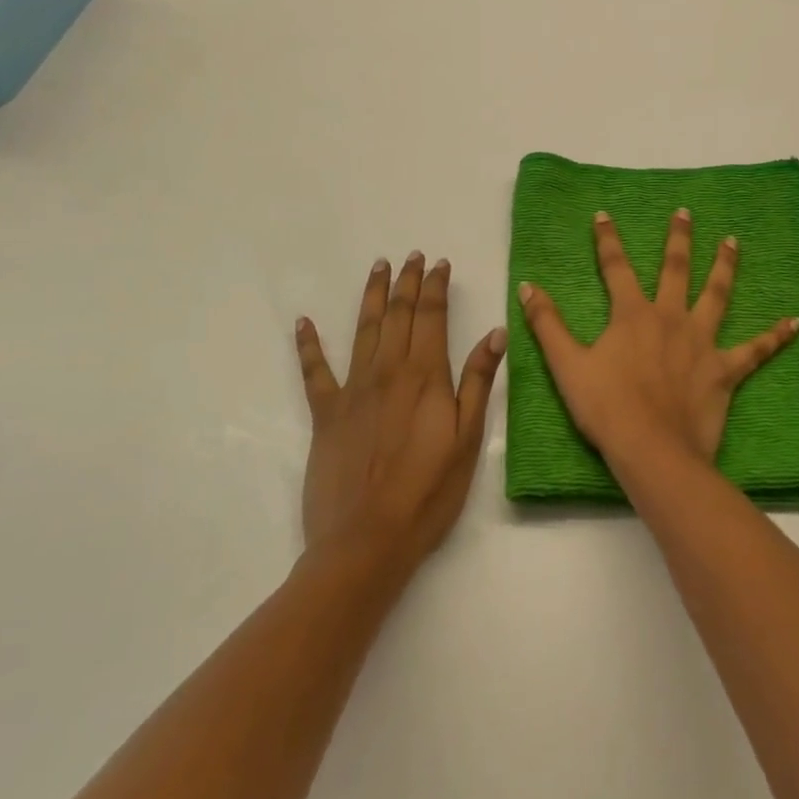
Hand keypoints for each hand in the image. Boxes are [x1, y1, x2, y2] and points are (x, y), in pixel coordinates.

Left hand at [295, 253, 505, 570]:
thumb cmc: (427, 493)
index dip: (436, 286)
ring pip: (363, 329)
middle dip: (406, 281)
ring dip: (371, 295)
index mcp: (425, 375)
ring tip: (378, 267)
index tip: (439, 263)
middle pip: (398, 314)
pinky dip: (308, 345)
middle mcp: (388, 371)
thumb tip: (495, 332)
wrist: (365, 543)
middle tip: (411, 256)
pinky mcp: (325, 413)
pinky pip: (314, 371)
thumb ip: (478, 381)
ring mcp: (353, 389)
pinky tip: (303, 322)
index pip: (432, 316)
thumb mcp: (467, 438)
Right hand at [519, 210, 798, 474]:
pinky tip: (796, 322)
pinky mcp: (725, 371)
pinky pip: (755, 350)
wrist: (652, 450)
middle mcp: (670, 317)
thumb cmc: (607, 407)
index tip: (603, 215)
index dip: (608, 240)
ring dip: (725, 266)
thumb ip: (546, 324)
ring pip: (717, 294)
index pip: (616, 267)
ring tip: (733, 241)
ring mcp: (701, 342)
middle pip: (675, 269)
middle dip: (678, 238)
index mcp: (633, 314)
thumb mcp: (567, 364)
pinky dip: (776, 336)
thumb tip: (527, 287)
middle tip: (685, 212)